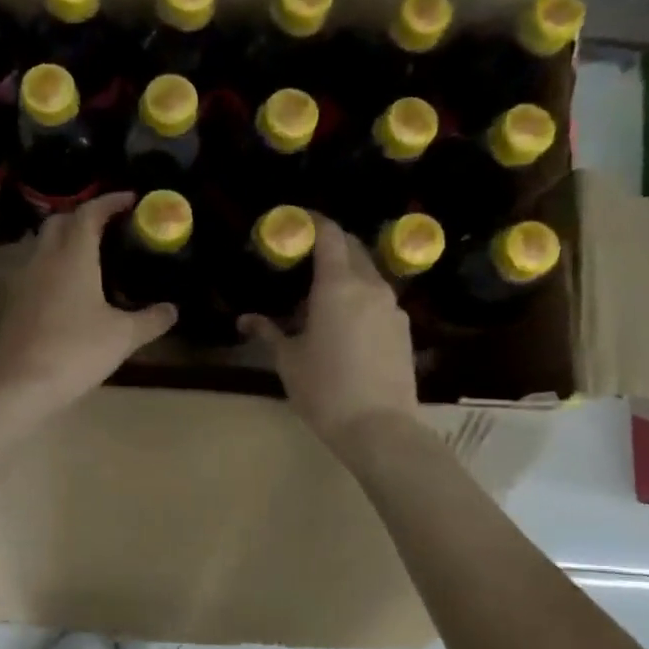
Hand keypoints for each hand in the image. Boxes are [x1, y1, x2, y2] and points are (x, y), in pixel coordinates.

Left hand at [0, 193, 176, 421]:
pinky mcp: (13, 304)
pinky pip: (36, 271)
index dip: (110, 201)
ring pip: (43, 246)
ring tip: (93, 258)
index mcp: (73, 258)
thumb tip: (172, 309)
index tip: (131, 200)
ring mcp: (23, 281)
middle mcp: (44, 260)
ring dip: (66, 242)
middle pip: (59, 222)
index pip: (89, 213)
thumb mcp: (123, 337)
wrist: (20, 386)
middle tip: (110, 227)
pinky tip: (71, 292)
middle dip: (84, 216)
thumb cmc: (76, 352)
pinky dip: (55, 268)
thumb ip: (151, 320)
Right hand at [242, 213, 417, 451]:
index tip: (296, 221)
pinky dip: (360, 296)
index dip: (313, 221)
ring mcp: (392, 307)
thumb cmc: (324, 389)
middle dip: (330, 243)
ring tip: (321, 293)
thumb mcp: (288, 360)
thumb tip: (245, 320)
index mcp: (337, 286)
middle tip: (304, 255)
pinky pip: (378, 298)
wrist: (379, 427)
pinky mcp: (403, 328)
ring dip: (346, 272)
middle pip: (352, 248)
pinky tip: (345, 321)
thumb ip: (268, 332)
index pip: (329, 235)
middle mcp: (369, 286)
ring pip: (368, 274)